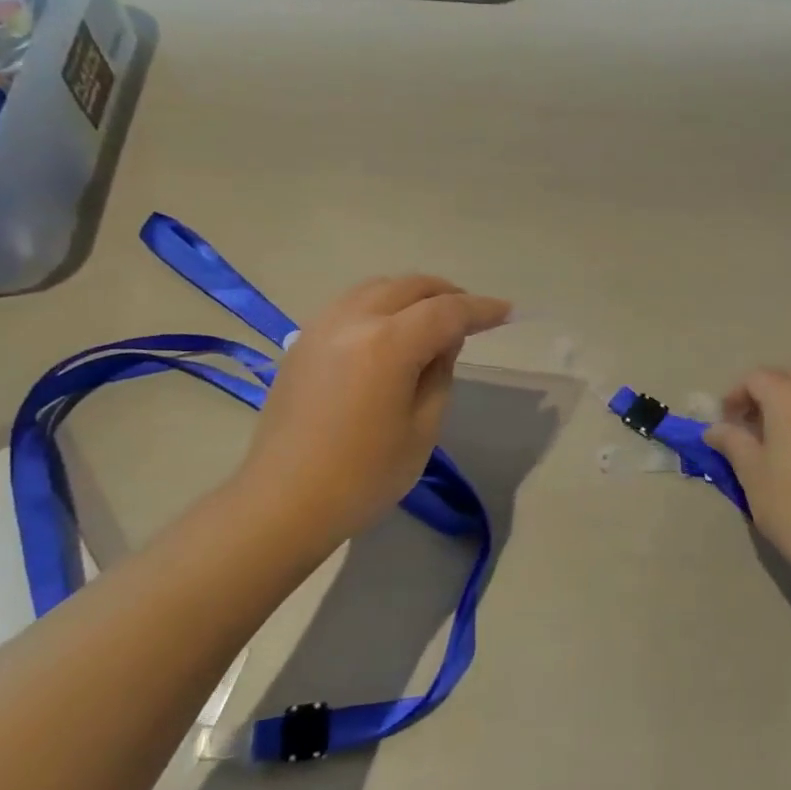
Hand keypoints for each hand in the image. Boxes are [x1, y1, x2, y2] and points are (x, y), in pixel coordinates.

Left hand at [233, 275, 509, 556]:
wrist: (284, 502)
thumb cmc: (363, 476)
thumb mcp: (422, 429)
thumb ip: (440, 373)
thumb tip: (444, 341)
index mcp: (388, 344)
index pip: (446, 311)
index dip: (481, 309)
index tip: (506, 312)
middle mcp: (353, 321)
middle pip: (410, 287)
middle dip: (447, 294)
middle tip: (472, 316)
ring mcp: (321, 327)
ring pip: (377, 288)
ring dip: (412, 294)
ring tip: (432, 319)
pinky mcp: (302, 341)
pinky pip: (351, 304)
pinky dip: (381, 304)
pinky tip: (390, 331)